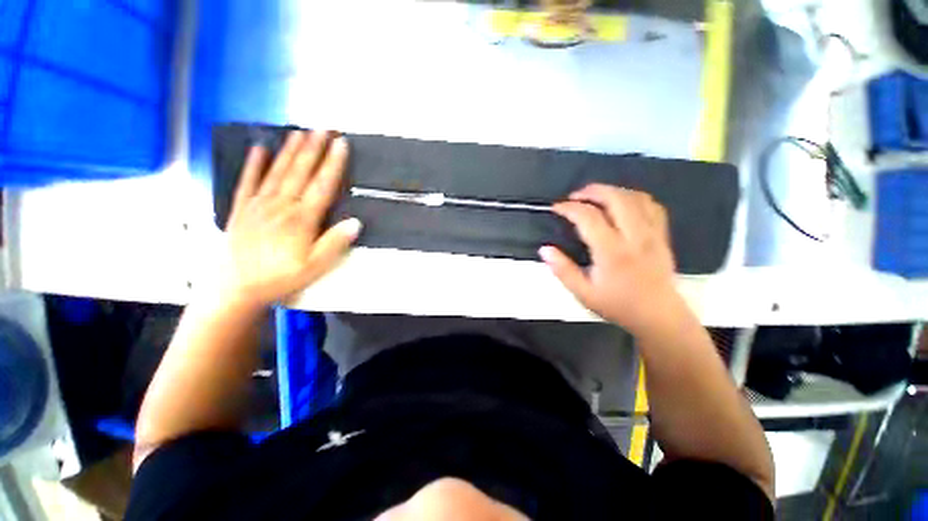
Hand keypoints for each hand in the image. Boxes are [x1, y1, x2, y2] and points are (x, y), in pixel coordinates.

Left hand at [220, 130, 360, 308]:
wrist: (235, 287)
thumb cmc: (280, 277)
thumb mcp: (315, 267)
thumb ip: (335, 243)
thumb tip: (356, 222)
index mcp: (302, 219)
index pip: (323, 185)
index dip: (333, 164)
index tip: (341, 144)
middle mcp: (281, 205)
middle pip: (301, 172)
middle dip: (314, 148)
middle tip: (324, 128)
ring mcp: (258, 204)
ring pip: (277, 171)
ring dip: (290, 151)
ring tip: (300, 132)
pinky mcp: (241, 208)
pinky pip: (248, 182)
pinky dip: (253, 164)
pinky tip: (259, 149)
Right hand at [539, 184, 682, 333]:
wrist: (658, 316)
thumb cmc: (618, 305)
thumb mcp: (583, 293)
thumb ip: (562, 270)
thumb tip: (545, 249)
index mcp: (612, 252)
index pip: (589, 217)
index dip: (569, 208)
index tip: (556, 208)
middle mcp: (634, 237)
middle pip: (616, 198)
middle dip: (592, 191)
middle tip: (575, 196)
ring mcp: (652, 234)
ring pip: (635, 197)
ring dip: (612, 191)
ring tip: (595, 197)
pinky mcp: (662, 235)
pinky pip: (652, 205)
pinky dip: (633, 198)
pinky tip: (622, 204)